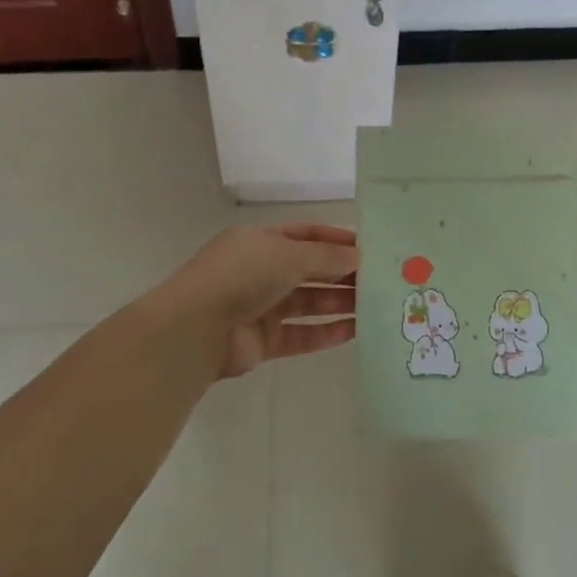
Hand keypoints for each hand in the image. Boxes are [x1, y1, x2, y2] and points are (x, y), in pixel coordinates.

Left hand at [156, 224, 359, 378]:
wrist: (196, 328)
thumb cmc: (242, 276)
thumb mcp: (288, 255)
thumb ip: (326, 258)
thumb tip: (358, 257)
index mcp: (261, 241)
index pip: (306, 235)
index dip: (336, 240)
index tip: (369, 249)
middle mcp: (261, 270)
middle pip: (309, 270)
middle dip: (342, 274)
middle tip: (380, 280)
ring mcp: (260, 307)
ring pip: (308, 303)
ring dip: (338, 303)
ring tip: (375, 306)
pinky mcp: (262, 341)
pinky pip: (300, 334)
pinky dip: (325, 333)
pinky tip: (354, 332)